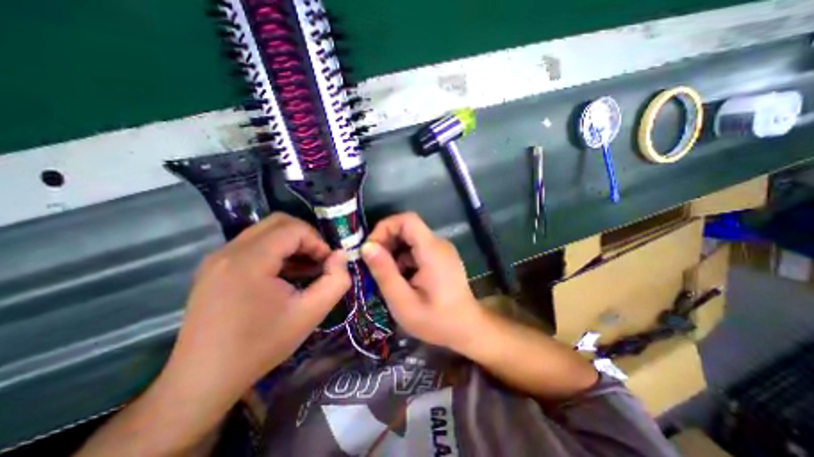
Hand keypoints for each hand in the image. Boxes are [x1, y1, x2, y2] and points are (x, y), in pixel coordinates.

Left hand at [159, 215, 349, 413]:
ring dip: (291, 244)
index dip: (317, 241)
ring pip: (265, 232)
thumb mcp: (311, 313)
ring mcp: (217, 258)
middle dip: (306, 237)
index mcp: (248, 260)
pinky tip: (285, 275)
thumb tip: (341, 255)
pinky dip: (276, 251)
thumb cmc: (261, 345)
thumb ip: (336, 281)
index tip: (327, 264)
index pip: (293, 229)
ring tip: (305, 269)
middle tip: (318, 260)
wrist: (204, 380)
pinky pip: (253, 245)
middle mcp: (228, 251)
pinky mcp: (214, 268)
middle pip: (278, 222)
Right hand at [363, 210, 482, 350]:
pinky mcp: (441, 257)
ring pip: (411, 238)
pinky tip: (401, 278)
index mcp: (432, 250)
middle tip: (373, 264)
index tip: (371, 248)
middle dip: (386, 241)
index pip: (407, 219)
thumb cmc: (436, 321)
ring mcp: (441, 250)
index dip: (385, 227)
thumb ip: (384, 272)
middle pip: (408, 227)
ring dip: (394, 251)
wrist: (468, 329)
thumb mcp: (403, 302)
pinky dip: (404, 258)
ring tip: (386, 275)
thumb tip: (367, 247)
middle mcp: (439, 243)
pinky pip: (417, 248)